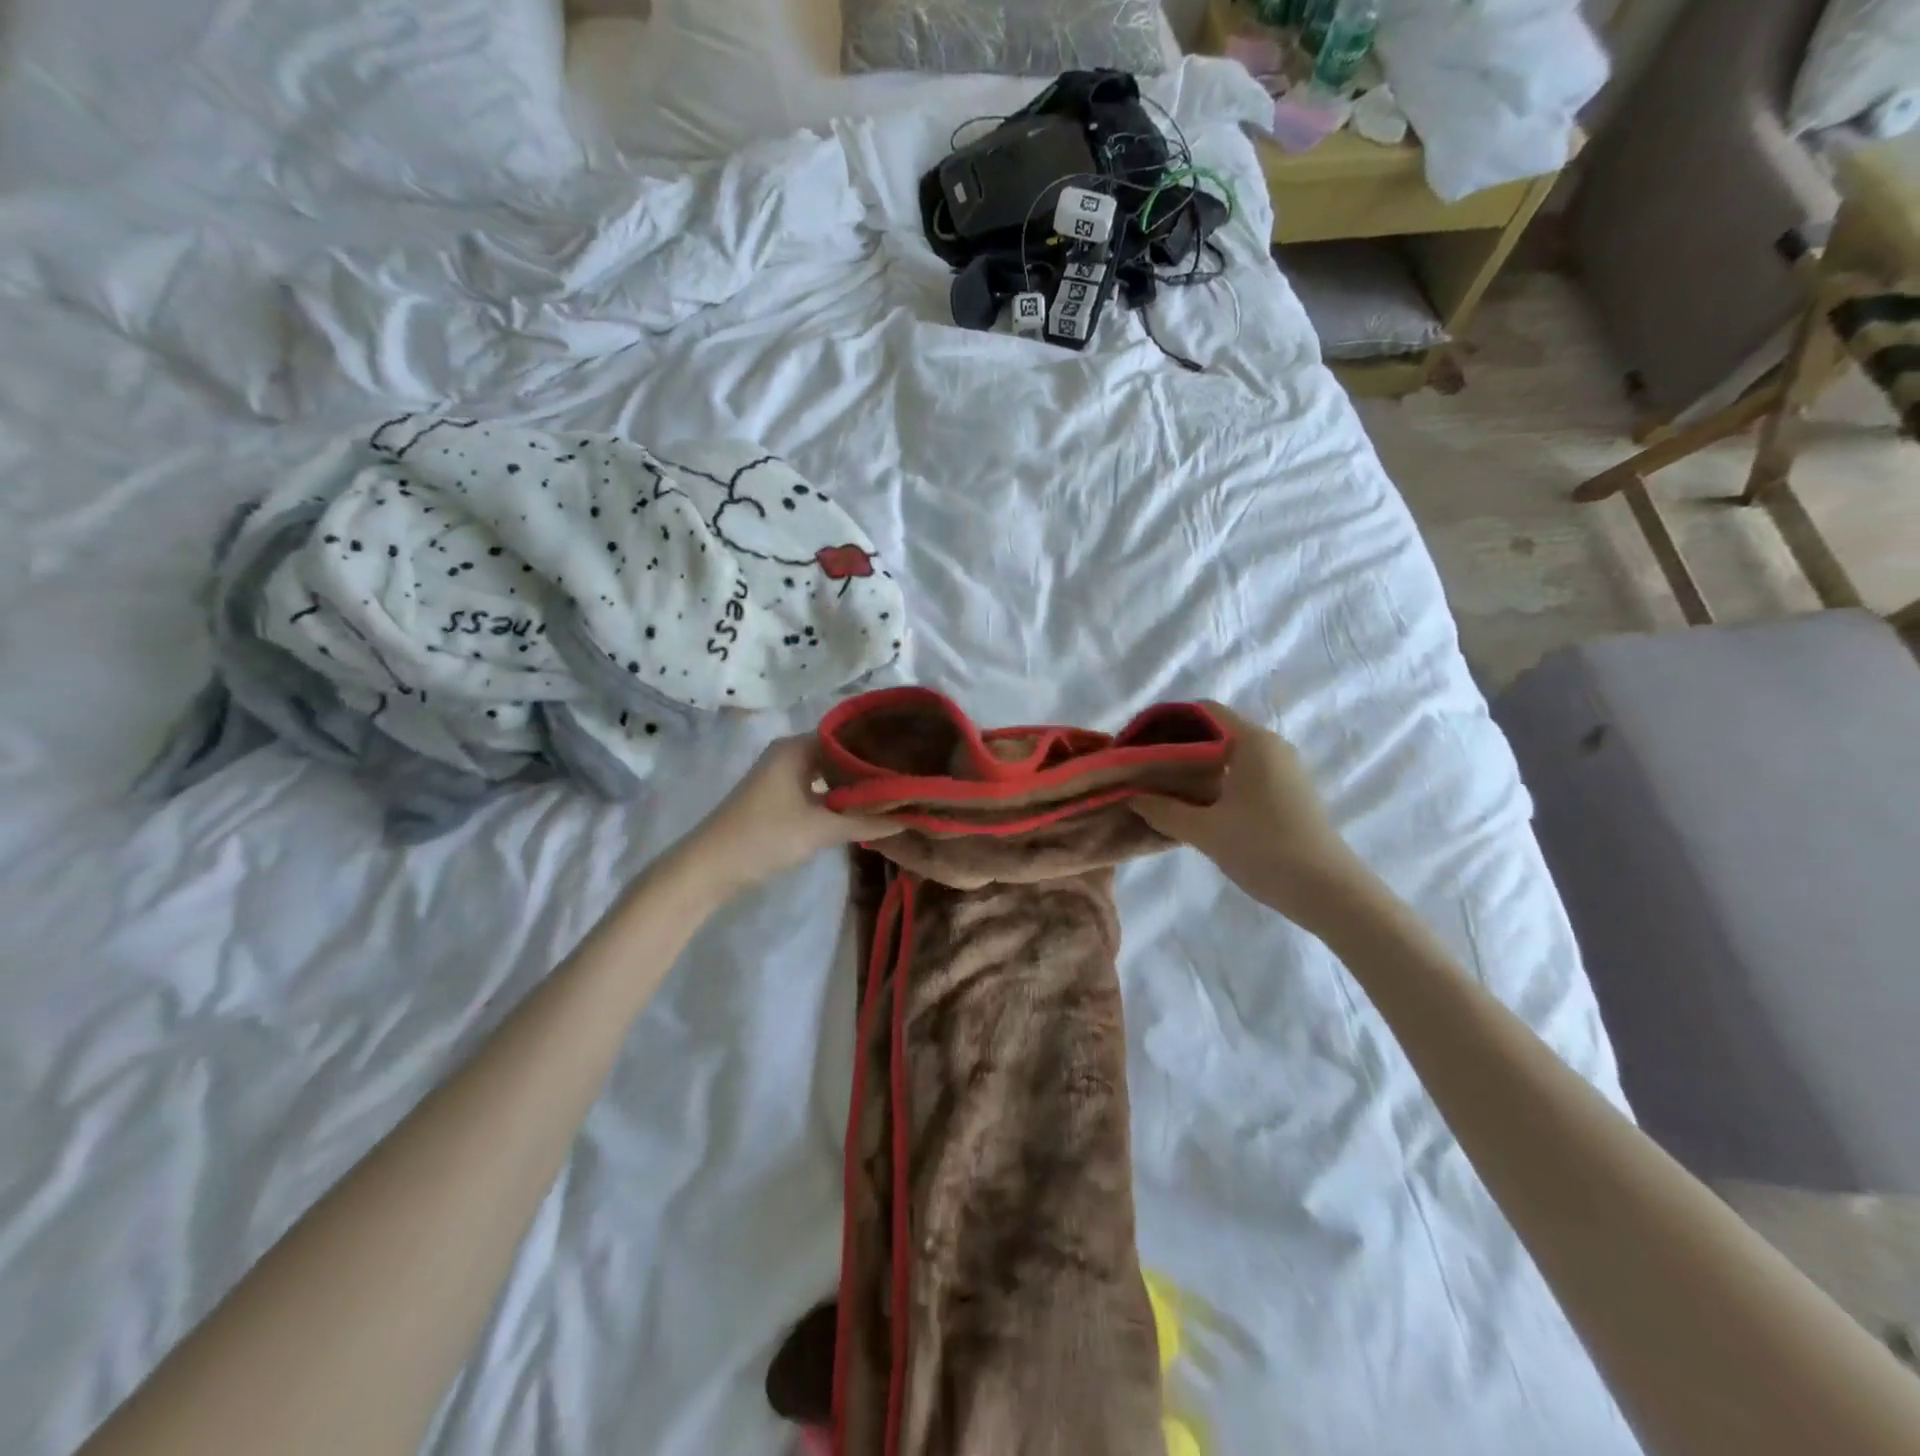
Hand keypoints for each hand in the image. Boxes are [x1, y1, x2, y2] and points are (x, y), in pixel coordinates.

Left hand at [675, 735, 898, 898]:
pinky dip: (838, 796)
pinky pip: (818, 788)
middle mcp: (789, 754)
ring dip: (855, 784)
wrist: (709, 868)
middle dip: (870, 766)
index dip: (879, 746)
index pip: (848, 735)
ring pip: (828, 772)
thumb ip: (867, 821)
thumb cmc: (764, 837)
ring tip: (895, 791)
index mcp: (796, 748)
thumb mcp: (820, 829)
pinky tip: (863, 808)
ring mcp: (782, 775)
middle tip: (909, 777)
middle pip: (839, 753)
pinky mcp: (779, 797)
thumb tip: (912, 816)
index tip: (911, 758)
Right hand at [1131, 703, 1373, 932]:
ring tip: (1159, 786)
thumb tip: (1131, 796)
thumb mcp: (1204, 831)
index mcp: (1252, 742)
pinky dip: (1213, 780)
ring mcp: (1282, 769)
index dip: (1166, 720)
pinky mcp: (1286, 792)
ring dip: (1193, 766)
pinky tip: (1192, 804)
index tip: (1137, 741)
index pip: (1202, 710)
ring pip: (1227, 754)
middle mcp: (1270, 746)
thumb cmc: (1264, 850)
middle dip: (1175, 745)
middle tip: (1141, 767)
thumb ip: (1162, 809)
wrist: (1328, 892)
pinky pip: (1241, 772)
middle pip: (1214, 731)